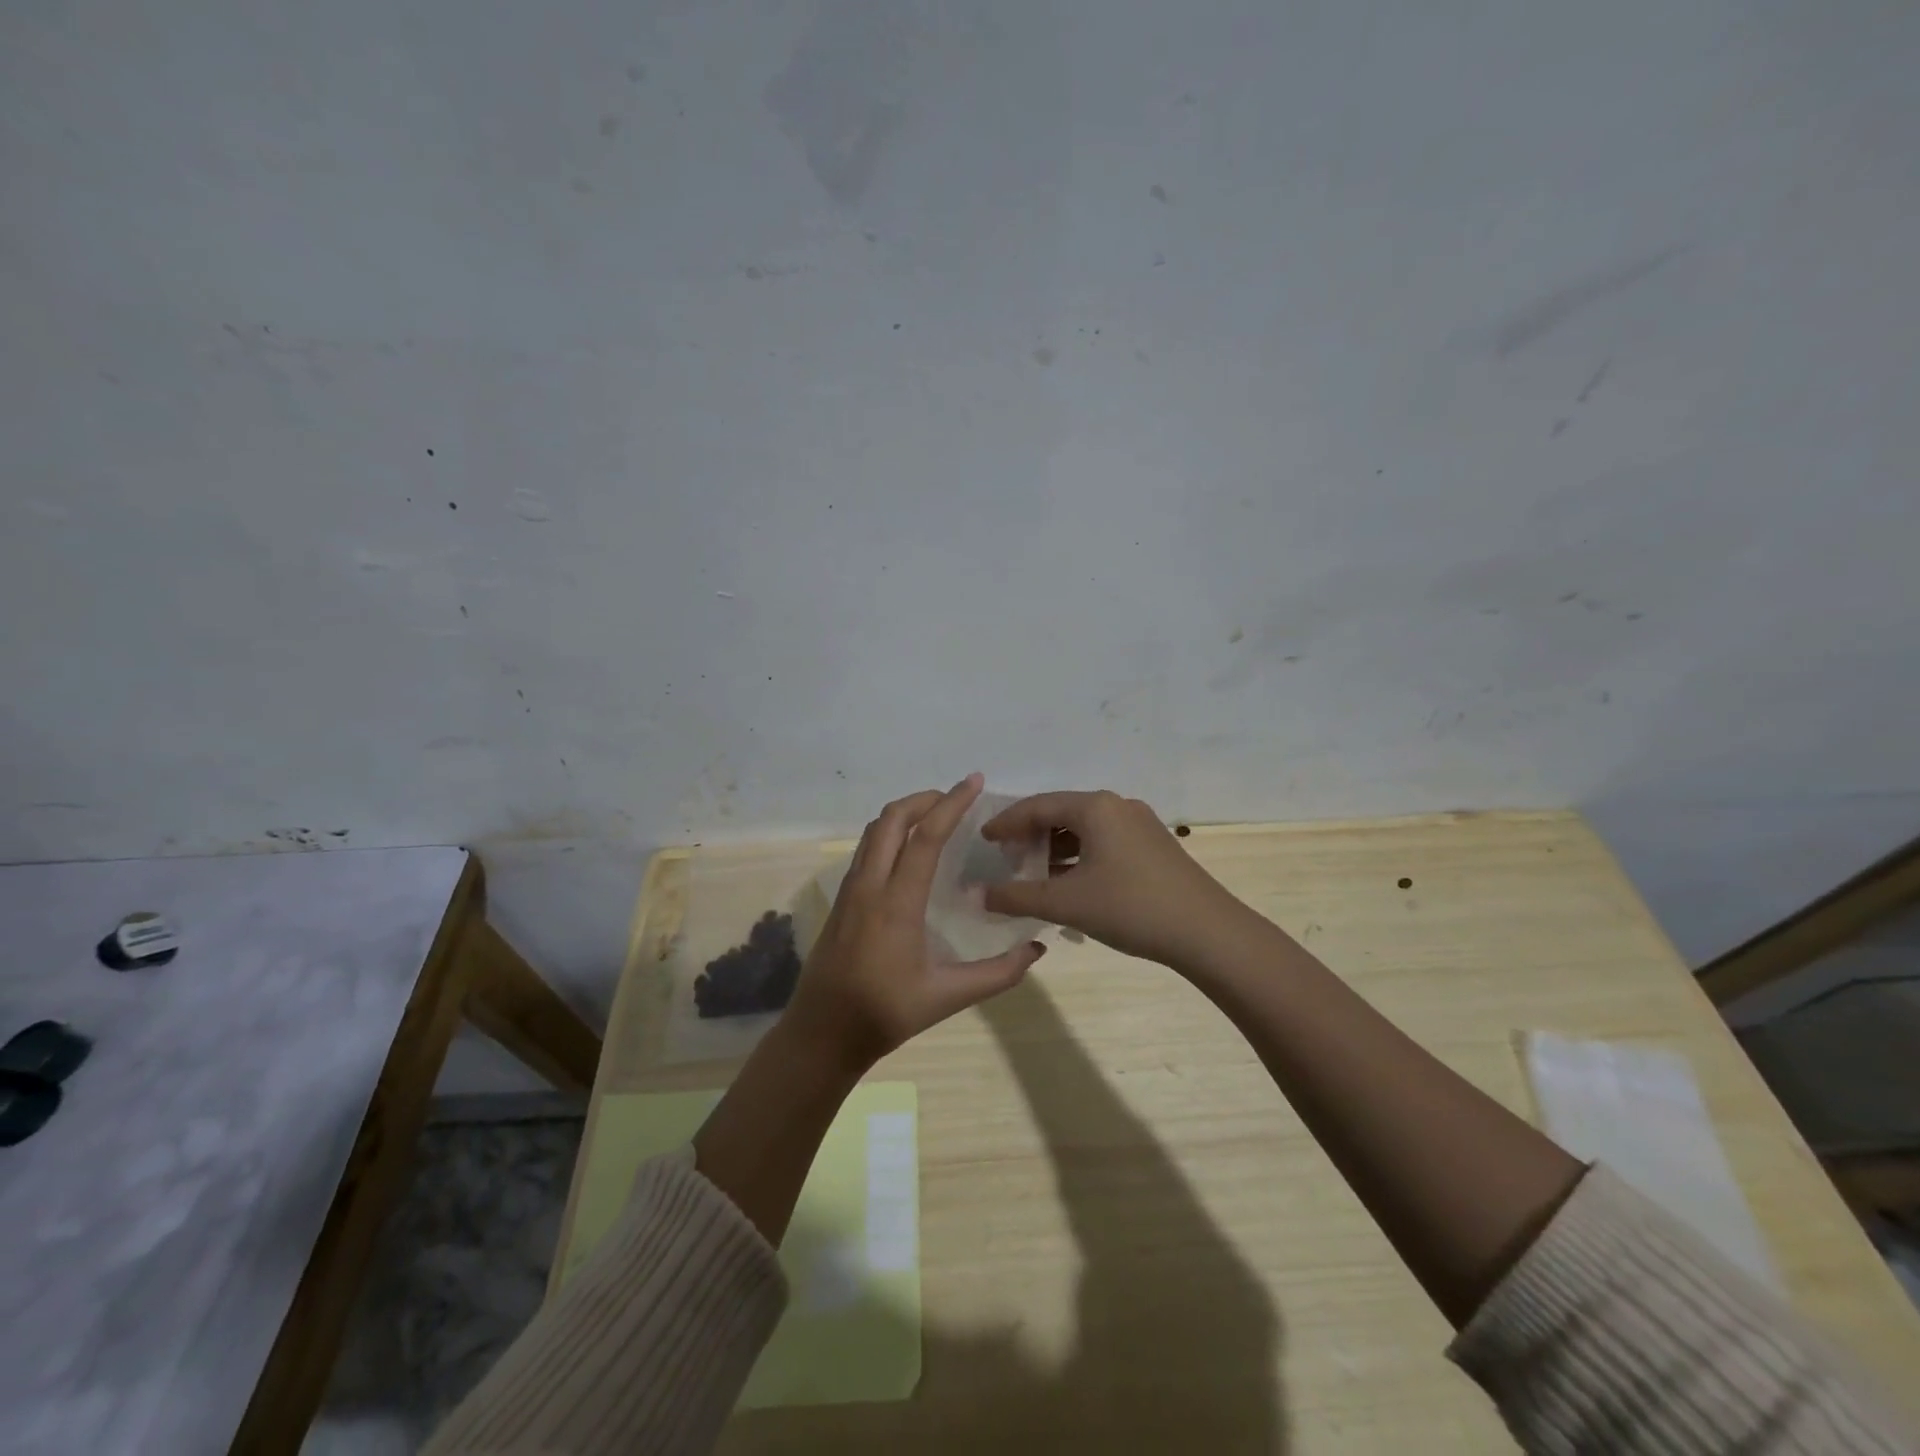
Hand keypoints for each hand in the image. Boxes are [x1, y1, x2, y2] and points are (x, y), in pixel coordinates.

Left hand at [786, 773, 1046, 1069]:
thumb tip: (1037, 949)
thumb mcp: (947, 997)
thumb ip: (997, 974)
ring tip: (936, 816)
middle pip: (891, 819)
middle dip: (925, 799)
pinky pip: (867, 848)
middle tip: (957, 798)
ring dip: (905, 813)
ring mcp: (850, 890)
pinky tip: (910, 851)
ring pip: (874, 831)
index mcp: (896, 903)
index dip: (951, 804)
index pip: (925, 837)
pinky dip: (890, 832)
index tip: (973, 782)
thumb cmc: (884, 1014)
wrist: (821, 1033)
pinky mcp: (842, 899)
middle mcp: (869, 885)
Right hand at [980, 790, 1248, 968]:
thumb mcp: (1067, 903)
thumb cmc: (1131, 908)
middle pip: (1061, 812)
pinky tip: (1069, 880)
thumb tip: (976, 894)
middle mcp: (1117, 805)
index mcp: (1094, 807)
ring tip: (1033, 871)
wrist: (1208, 932)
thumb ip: (1017, 896)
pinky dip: (1079, 855)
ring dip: (1055, 847)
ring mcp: (1139, 824)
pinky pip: (1104, 841)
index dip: (1006, 822)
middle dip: (1030, 834)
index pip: (1037, 805)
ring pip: (1084, 828)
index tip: (983, 839)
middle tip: (1006, 856)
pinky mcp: (1153, 845)